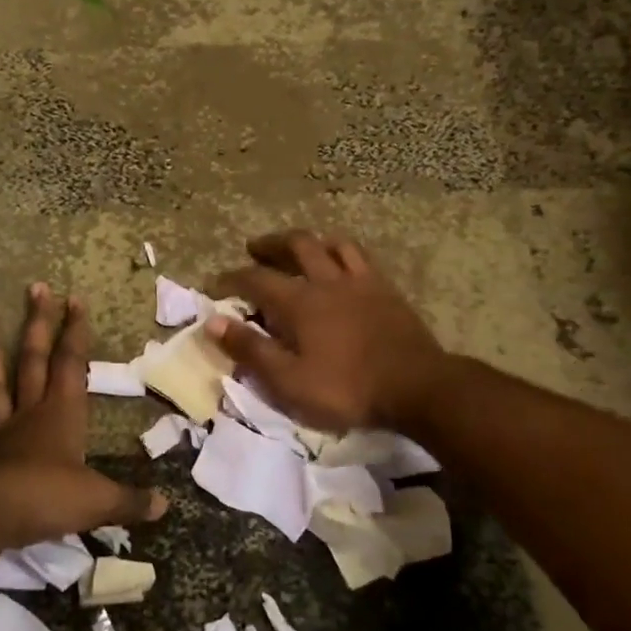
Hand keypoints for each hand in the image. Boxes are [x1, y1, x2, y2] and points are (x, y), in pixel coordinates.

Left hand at [0, 282, 164, 551]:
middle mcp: (29, 415)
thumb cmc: (49, 498)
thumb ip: (130, 500)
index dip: (75, 332)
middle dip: (38, 325)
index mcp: (62, 416)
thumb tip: (164, 505)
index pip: (72, 364)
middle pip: (34, 361)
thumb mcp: (99, 501)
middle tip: (36, 288)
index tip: (75, 299)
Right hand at [209, 230, 451, 432]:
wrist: (416, 386)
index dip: (232, 278)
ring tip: (300, 247)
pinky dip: (343, 251)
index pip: (256, 279)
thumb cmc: (346, 389)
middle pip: (296, 246)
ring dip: (309, 241)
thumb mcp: (288, 381)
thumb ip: (251, 350)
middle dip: (270, 245)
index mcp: (299, 302)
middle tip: (255, 248)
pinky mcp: (386, 289)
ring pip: (331, 244)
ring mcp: (360, 281)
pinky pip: (361, 256)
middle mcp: (327, 280)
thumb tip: (213, 322)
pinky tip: (343, 261)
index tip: (217, 282)